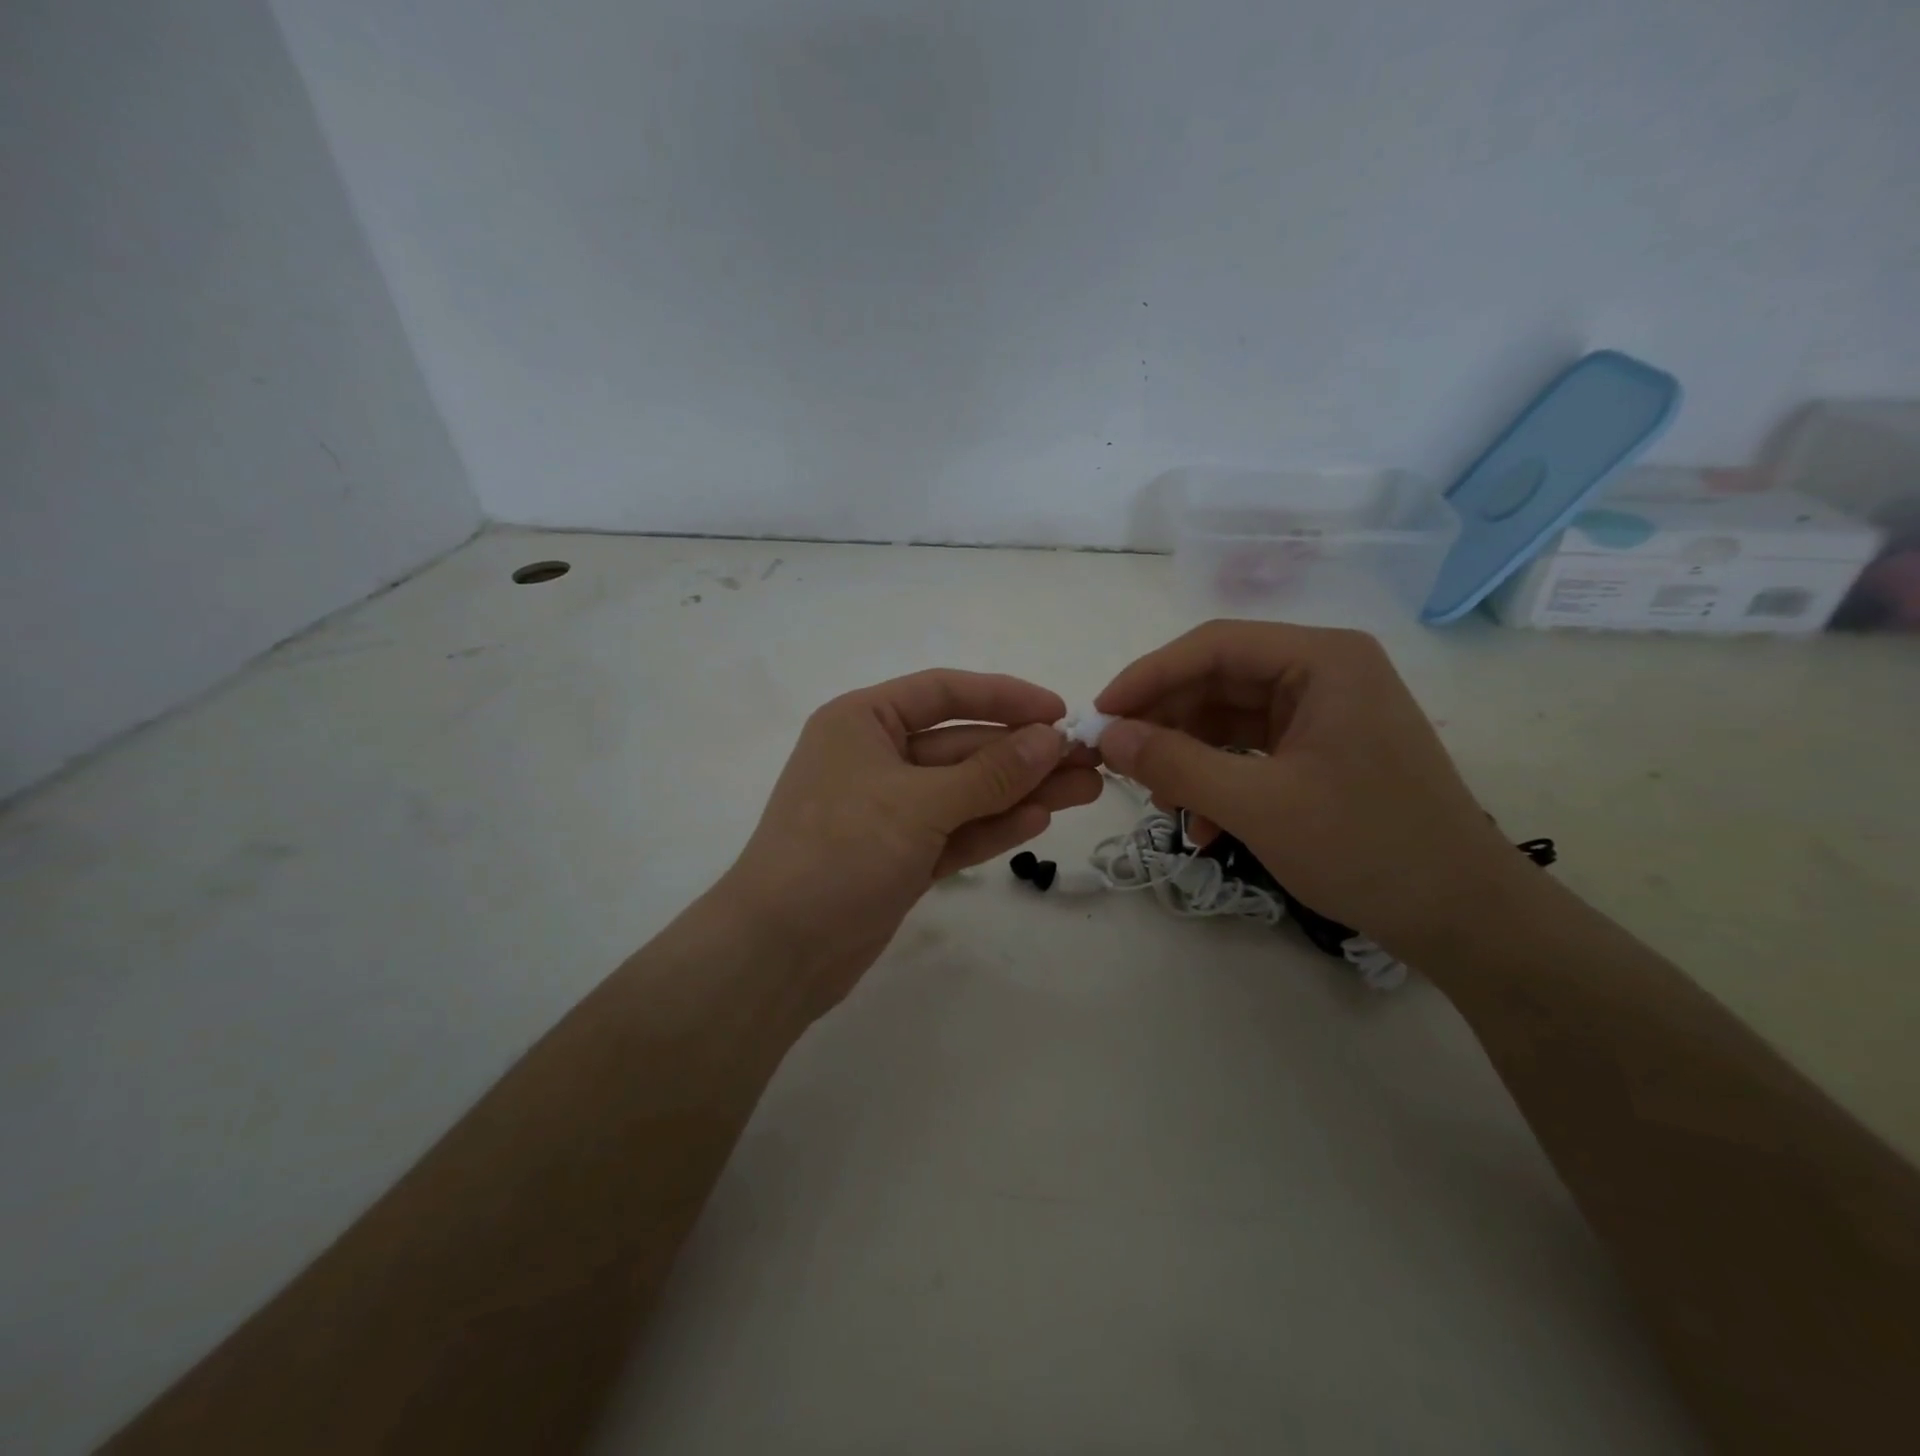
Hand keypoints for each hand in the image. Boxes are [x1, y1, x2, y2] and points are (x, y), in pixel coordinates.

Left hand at [724, 670, 1102, 1011]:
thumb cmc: (839, 851)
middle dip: (1024, 753)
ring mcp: (890, 811)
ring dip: (1020, 790)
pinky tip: (1039, 819)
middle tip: (1089, 761)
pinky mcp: (901, 856)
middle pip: (962, 746)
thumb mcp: (918, 803)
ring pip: (965, 792)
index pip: (943, 692)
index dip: (1004, 697)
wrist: (780, 950)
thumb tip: (1052, 738)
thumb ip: (989, 772)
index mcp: (864, 722)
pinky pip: (955, 830)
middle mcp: (876, 758)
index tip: (1059, 711)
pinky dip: (993, 825)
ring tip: (1084, 789)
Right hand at [1094, 621, 1520, 950]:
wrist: (1463, 918)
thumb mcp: (1257, 805)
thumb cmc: (1366, 847)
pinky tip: (1203, 827)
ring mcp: (1326, 713)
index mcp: (1322, 660)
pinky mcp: (1324, 750)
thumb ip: (1175, 764)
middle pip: (1218, 681)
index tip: (1101, 715)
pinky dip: (1219, 781)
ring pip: (1229, 719)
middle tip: (1120, 763)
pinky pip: (1251, 751)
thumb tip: (1107, 737)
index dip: (1148, 676)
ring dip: (1188, 759)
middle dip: (1166, 724)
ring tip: (1163, 806)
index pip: (1214, 646)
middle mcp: (1325, 672)